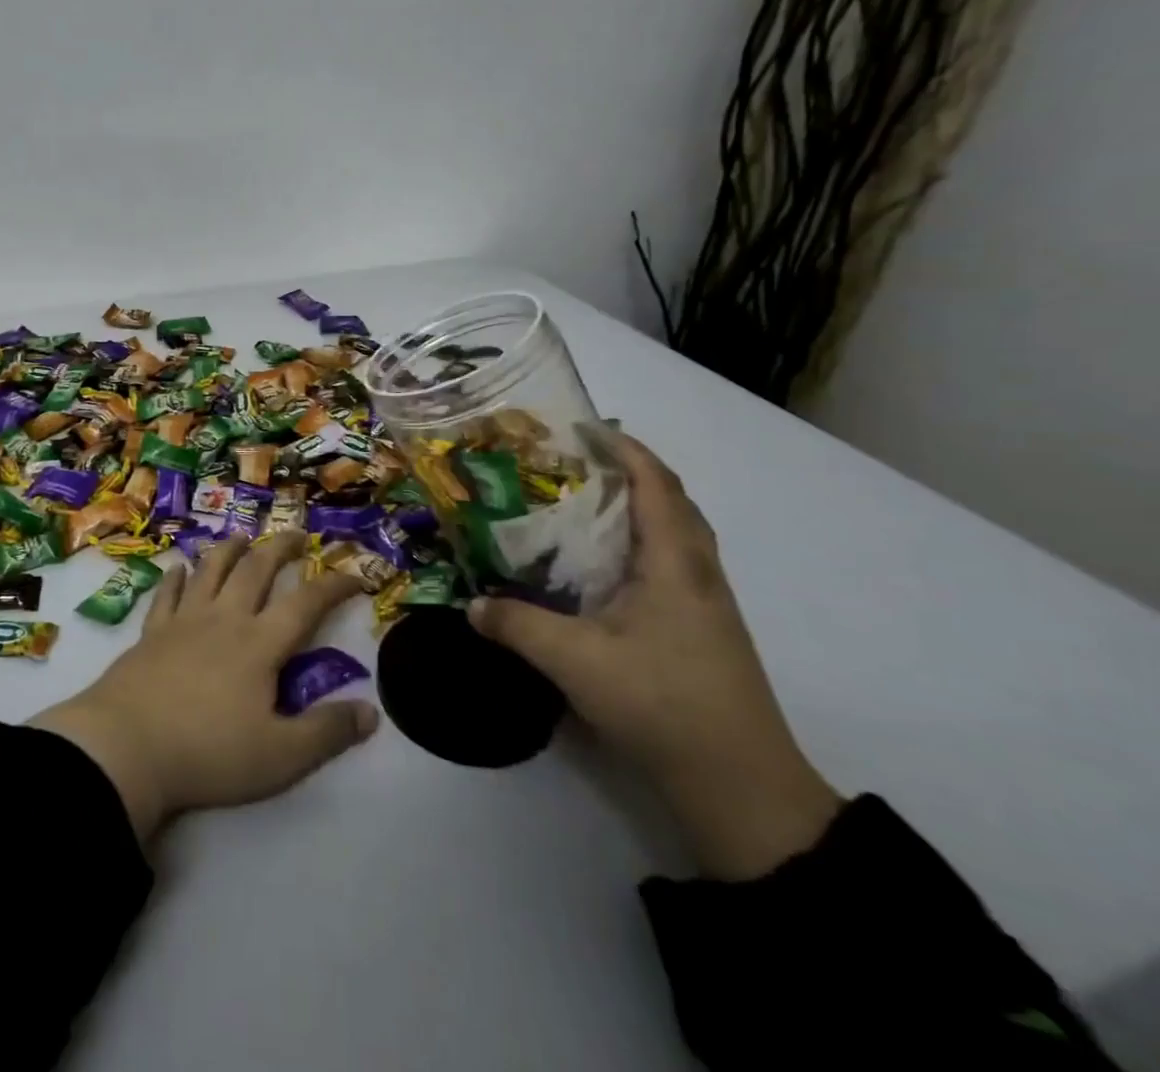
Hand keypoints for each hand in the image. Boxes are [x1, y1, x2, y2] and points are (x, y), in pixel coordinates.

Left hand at [30, 532, 378, 841]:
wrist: (127, 747)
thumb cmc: (209, 753)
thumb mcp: (281, 756)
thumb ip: (327, 733)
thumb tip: (371, 712)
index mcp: (260, 644)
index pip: (306, 604)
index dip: (334, 585)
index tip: (356, 574)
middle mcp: (224, 619)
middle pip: (256, 570)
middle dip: (280, 549)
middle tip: (296, 534)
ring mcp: (184, 621)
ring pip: (211, 571)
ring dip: (229, 550)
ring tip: (243, 537)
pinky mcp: (151, 632)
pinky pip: (166, 594)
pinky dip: (175, 577)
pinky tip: (178, 568)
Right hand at [469, 429, 841, 879]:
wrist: (742, 787)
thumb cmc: (663, 704)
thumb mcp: (575, 661)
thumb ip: (518, 625)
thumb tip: (471, 605)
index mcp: (676, 564)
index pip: (656, 484)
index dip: (625, 449)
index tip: (583, 427)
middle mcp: (697, 573)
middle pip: (673, 502)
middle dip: (630, 471)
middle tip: (576, 462)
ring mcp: (706, 604)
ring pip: (675, 534)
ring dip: (638, 507)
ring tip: (585, 504)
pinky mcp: (702, 630)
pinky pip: (671, 564)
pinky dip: (640, 544)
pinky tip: (604, 567)